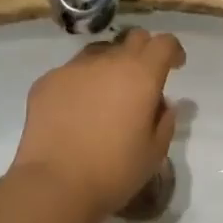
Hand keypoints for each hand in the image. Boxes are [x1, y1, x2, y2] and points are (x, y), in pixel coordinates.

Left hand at [9, 28, 186, 222]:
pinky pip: (71, 73)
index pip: (164, 43)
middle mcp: (108, 61)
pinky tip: (75, 111)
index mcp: (141, 74)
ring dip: (110, 66)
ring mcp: (74, 68)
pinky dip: (80, 84)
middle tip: (142, 80)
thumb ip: (165, 120)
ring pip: (99, 53)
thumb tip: (161, 104)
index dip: (173, 51)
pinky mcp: (47, 81)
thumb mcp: (155, 152)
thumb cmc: (114, 170)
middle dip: (143, 53)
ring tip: (106, 95)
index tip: (175, 67)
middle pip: (133, 39)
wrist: (54, 184)